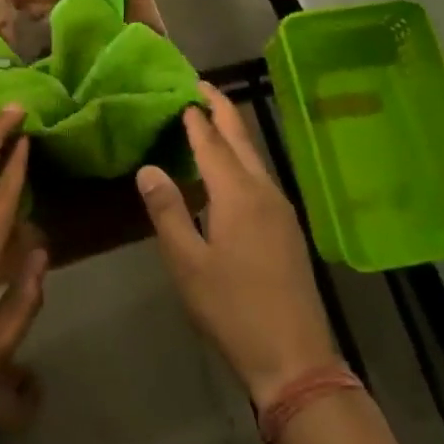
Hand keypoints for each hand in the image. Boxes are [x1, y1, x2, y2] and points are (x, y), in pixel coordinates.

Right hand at [136, 82, 338, 405]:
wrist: (295, 358)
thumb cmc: (232, 308)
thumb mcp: (187, 263)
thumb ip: (167, 211)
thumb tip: (148, 168)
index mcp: (237, 194)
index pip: (211, 142)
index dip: (194, 116)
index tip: (180, 91)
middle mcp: (264, 192)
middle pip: (241, 139)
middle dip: (221, 109)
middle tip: (200, 85)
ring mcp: (281, 210)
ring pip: (255, 157)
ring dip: (233, 133)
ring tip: (209, 119)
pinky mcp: (287, 228)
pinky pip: (261, 177)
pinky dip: (241, 159)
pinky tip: (229, 171)